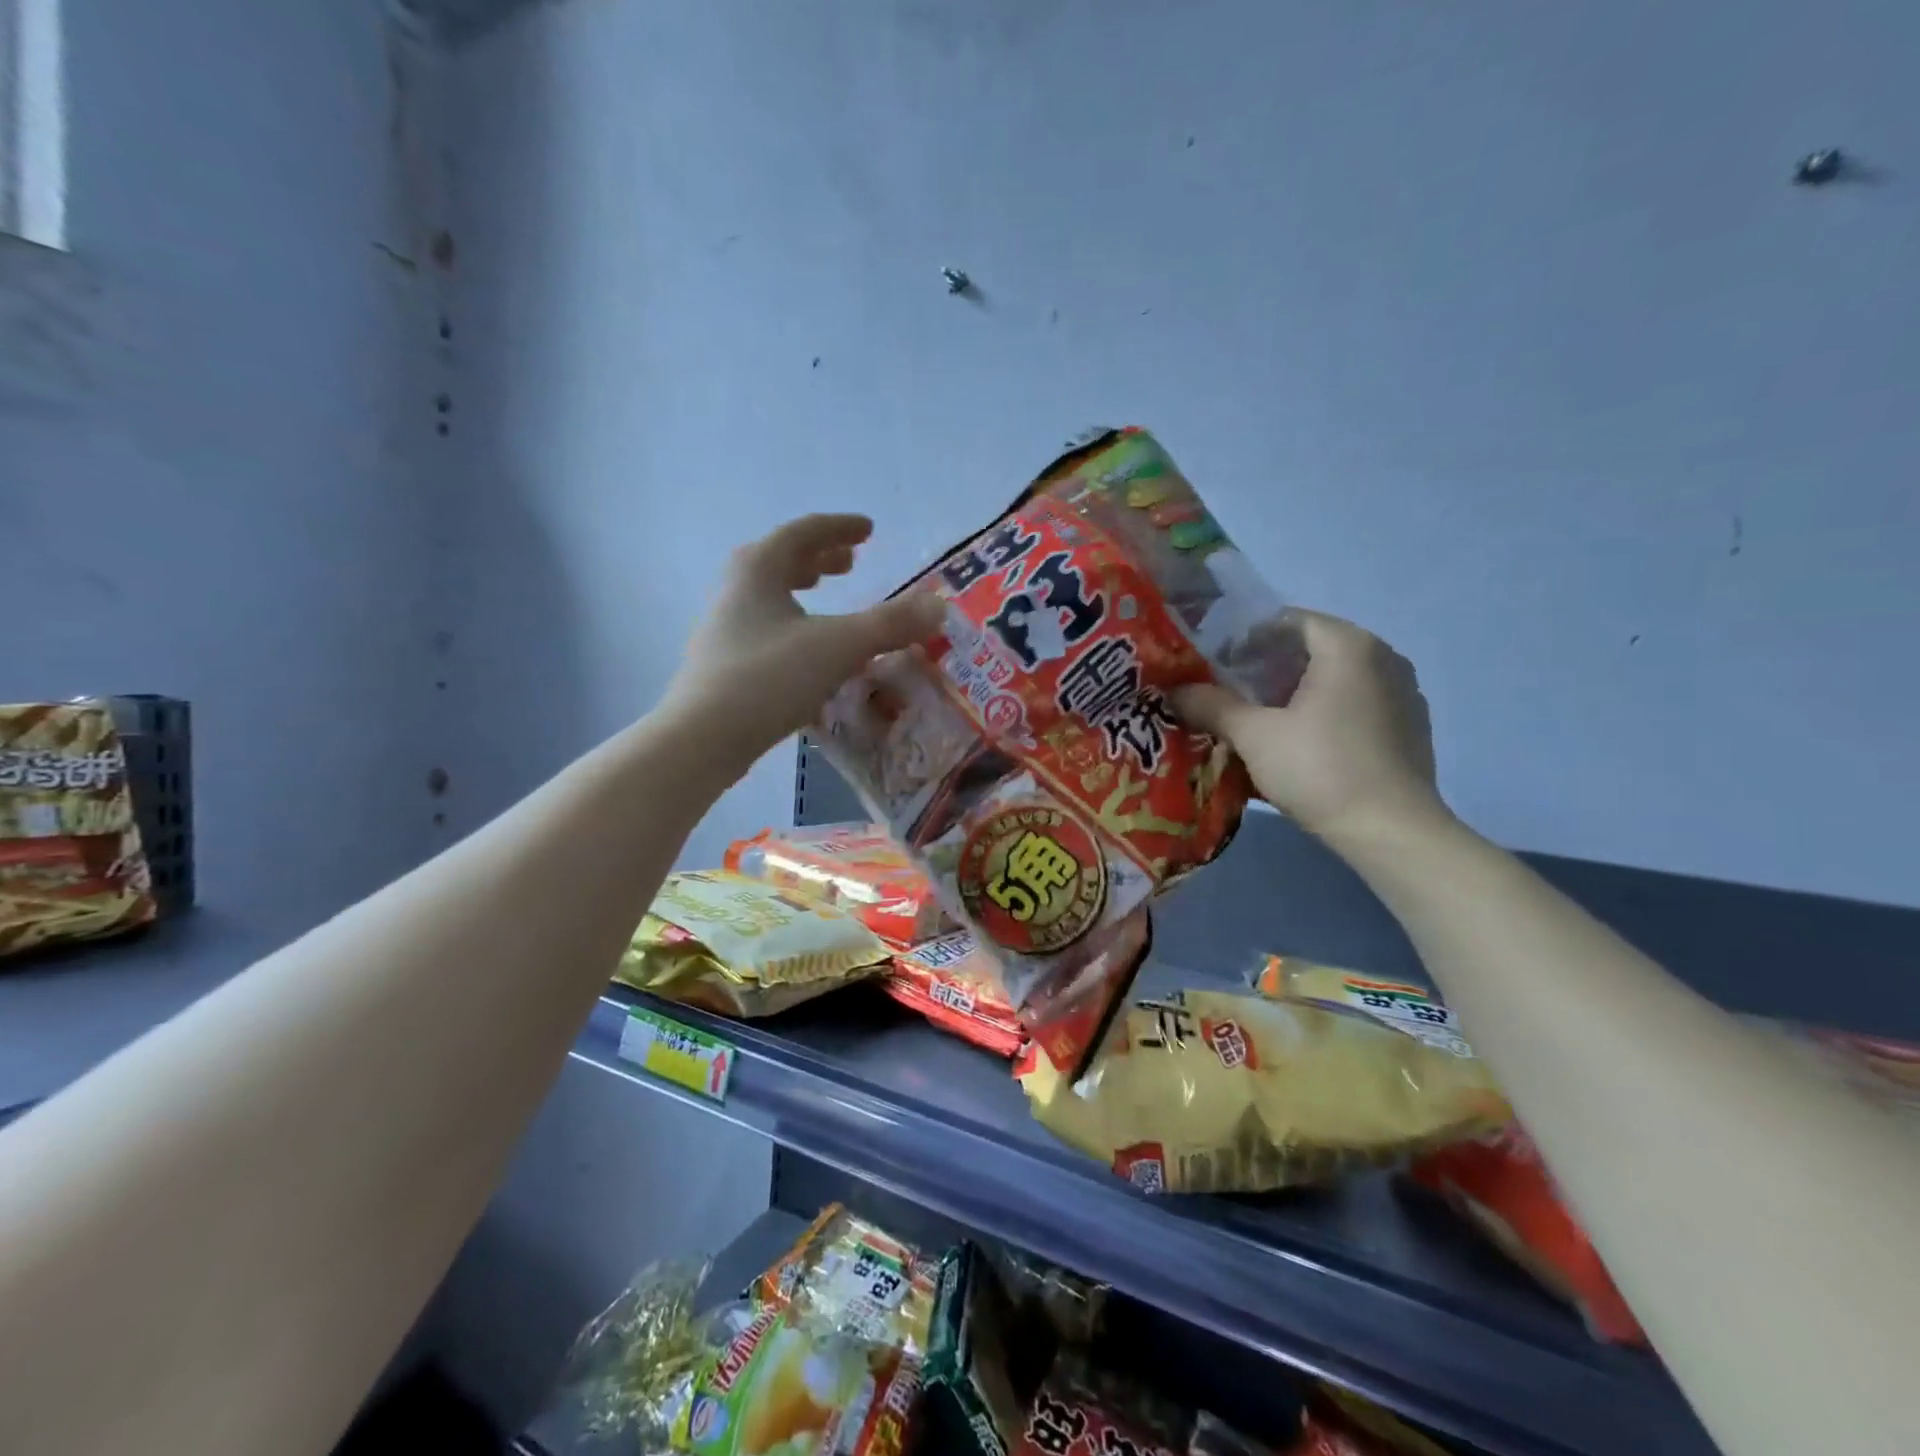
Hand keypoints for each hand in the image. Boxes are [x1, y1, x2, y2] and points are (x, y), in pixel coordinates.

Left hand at [661, 514, 944, 768]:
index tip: (868, 530)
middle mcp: (736, 589)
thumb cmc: (769, 678)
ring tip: (829, 595)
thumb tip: (939, 607)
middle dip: (819, 557)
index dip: (839, 528)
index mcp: (758, 569)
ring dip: (802, 587)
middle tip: (851, 563)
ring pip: (769, 593)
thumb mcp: (839, 646)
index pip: (803, 532)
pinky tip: (810, 649)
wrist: (703, 738)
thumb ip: (890, 625)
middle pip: (780, 559)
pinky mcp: (723, 662)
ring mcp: (724, 627)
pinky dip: (793, 622)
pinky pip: (766, 625)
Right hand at [1174, 610, 1446, 843]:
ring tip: (1263, 720)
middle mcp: (1383, 657)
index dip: (1247, 639)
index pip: (1289, 621)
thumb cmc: (1320, 769)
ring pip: (1336, 677)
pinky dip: (1325, 710)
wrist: (1391, 831)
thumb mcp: (1254, 736)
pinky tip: (1303, 743)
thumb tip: (1175, 691)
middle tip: (1232, 694)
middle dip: (1268, 667)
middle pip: (1313, 648)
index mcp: (1349, 646)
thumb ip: (1212, 705)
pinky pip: (1356, 702)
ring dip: (1296, 691)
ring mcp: (1403, 692)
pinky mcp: (1410, 726)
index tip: (1219, 666)